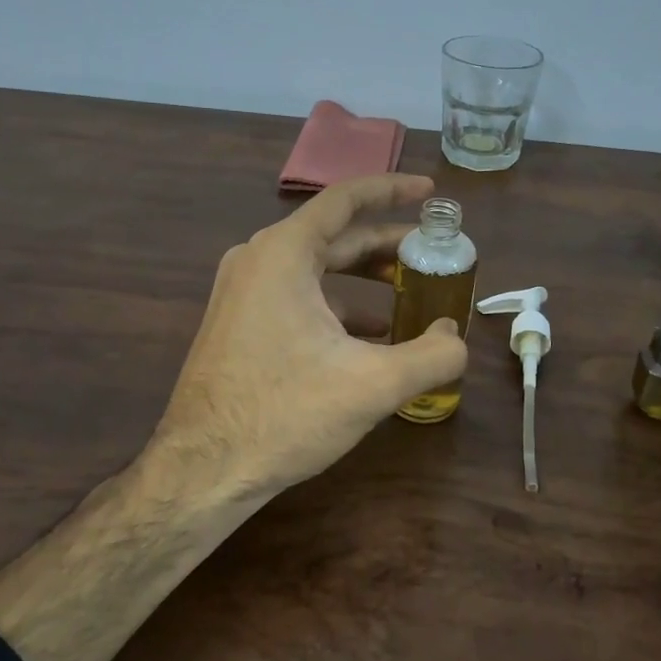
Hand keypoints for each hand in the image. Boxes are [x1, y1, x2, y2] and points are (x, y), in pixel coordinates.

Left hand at [150, 173, 467, 496]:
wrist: (203, 470)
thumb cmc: (285, 414)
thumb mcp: (373, 384)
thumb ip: (432, 355)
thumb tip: (457, 337)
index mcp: (284, 253)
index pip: (345, 200)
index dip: (392, 190)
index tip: (430, 192)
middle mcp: (258, 260)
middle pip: (334, 236)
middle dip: (386, 244)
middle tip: (432, 254)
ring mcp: (243, 292)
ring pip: (316, 269)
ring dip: (364, 279)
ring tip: (408, 297)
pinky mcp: (239, 323)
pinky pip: (298, 297)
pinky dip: (338, 306)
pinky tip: (370, 339)